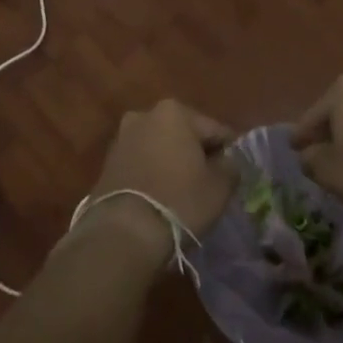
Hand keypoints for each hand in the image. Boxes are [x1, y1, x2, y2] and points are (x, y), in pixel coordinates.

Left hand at [88, 100, 239, 243]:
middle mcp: (145, 115)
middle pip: (184, 134)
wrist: (123, 231)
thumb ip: (231, 166)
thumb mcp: (220, 186)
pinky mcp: (107, 163)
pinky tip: (160, 196)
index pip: (215, 130)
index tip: (234, 172)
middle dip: (196, 153)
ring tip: (183, 192)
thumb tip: (228, 162)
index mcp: (174, 111)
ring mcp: (122, 138)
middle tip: (209, 182)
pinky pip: (141, 163)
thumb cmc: (179, 200)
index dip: (228, 152)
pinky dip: (153, 174)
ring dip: (172, 163)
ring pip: (160, 148)